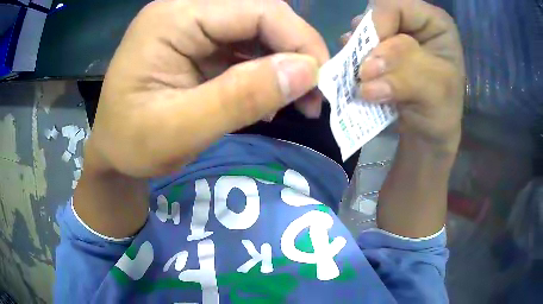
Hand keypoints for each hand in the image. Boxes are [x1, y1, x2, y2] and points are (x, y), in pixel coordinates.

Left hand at [86, 0, 328, 177]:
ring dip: (284, 63)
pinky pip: (245, 47)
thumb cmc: (132, 145)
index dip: (298, 41)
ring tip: (298, 102)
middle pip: (261, 15)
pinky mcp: (198, 43)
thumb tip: (307, 72)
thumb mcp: (180, 130)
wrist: (113, 152)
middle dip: (296, 52)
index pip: (257, 10)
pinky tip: (269, 97)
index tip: (321, 83)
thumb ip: (240, 98)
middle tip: (313, 96)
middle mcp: (184, 10)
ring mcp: (191, 25)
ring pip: (258, 31)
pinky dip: (266, 71)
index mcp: (173, 18)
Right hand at [343, 0, 464, 152]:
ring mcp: (396, 35)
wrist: (425, 134)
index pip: (396, 6)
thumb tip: (366, 70)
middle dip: (368, 44)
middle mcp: (413, 23)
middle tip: (366, 72)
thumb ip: (406, 71)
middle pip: (376, 15)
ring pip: (364, 30)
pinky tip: (357, 74)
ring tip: (362, 76)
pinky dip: (353, 60)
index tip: (372, 59)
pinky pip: (357, 45)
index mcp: (434, 23)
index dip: (379, 25)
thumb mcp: (434, 92)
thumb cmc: (440, 112)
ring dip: (358, 54)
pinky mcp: (381, 50)